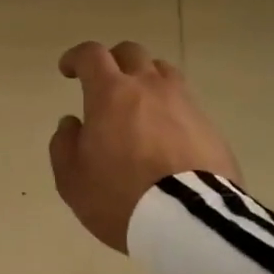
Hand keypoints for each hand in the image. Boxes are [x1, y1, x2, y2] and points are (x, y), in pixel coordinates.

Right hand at [49, 40, 240, 252]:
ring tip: (139, 102)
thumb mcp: (72, 178)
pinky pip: (185, 102)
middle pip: (131, 53)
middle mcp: (148, 87)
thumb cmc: (120, 196)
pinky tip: (166, 133)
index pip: (91, 55)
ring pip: (163, 72)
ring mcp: (184, 103)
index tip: (68, 70)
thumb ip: (64, 144)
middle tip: (104, 82)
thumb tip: (72, 123)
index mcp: (110, 93)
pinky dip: (170, 108)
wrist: (189, 220)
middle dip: (113, 61)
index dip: (76, 57)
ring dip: (146, 78)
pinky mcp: (209, 126)